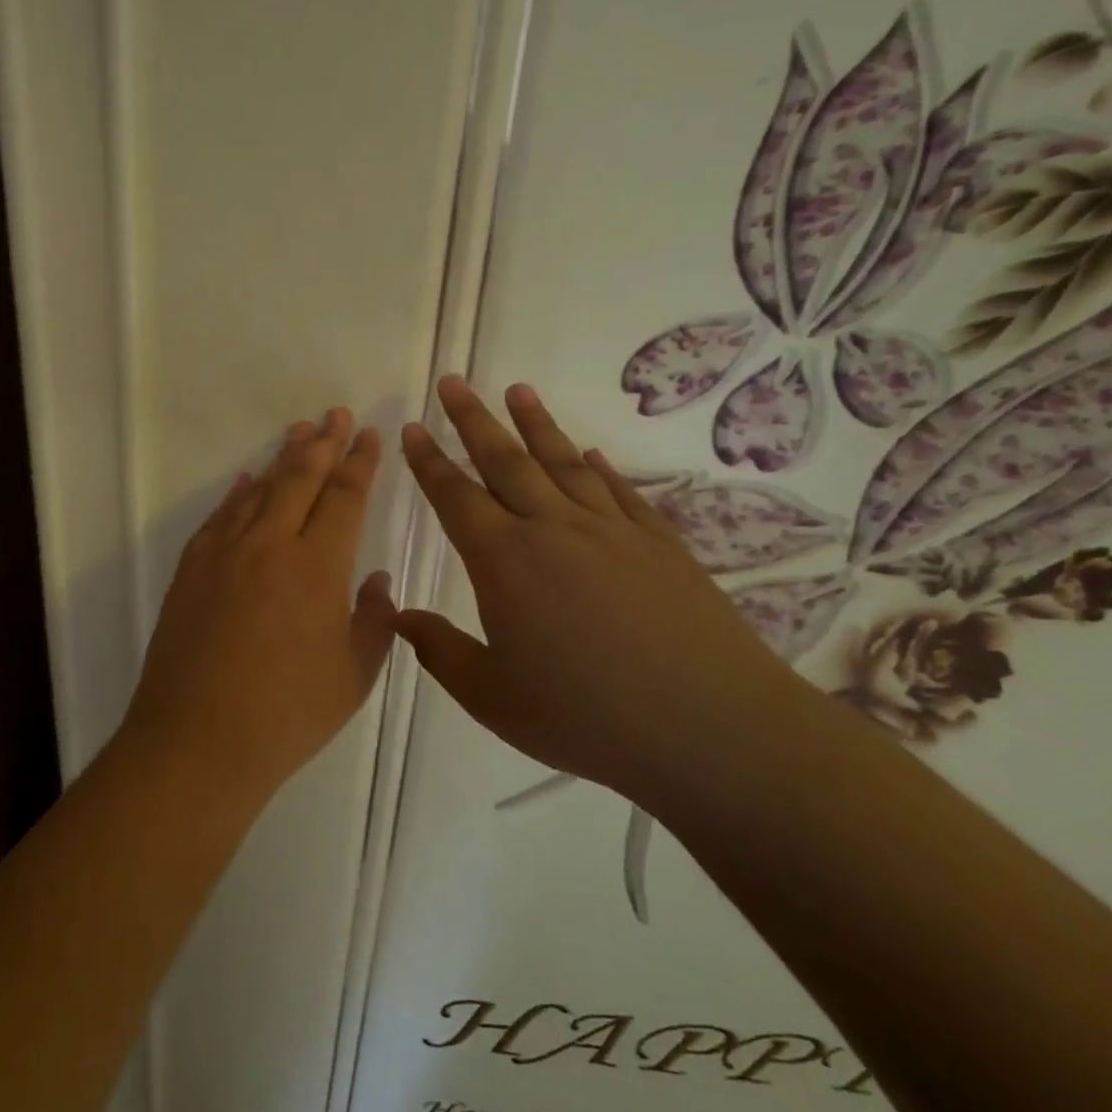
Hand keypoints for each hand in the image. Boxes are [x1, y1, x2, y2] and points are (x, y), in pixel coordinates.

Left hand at [122, 408, 396, 803]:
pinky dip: (238, 494)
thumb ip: (373, 621)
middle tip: (336, 414)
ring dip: (282, 459)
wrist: (197, 739)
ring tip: (299, 433)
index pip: (344, 497)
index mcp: (318, 567)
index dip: (359, 463)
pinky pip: (220, 517)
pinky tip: (248, 481)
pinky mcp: (192, 569)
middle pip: (300, 479)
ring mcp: (224, 553)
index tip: (368, 435)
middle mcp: (270, 545)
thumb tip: (377, 580)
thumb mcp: (353, 676)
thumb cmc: (287, 715)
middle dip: (323, 443)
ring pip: (259, 490)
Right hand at [395, 377, 806, 799]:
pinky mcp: (659, 543)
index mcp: (504, 560)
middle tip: (453, 383)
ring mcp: (611, 530)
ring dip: (535, 424)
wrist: (711, 728)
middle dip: (473, 419)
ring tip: (517, 390)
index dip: (429, 461)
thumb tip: (399, 615)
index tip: (413, 427)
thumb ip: (440, 651)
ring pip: (563, 462)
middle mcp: (553, 528)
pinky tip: (591, 452)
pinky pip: (619, 490)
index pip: (455, 496)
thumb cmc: (587, 717)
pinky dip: (599, 466)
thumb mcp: (493, 697)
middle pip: (505, 460)